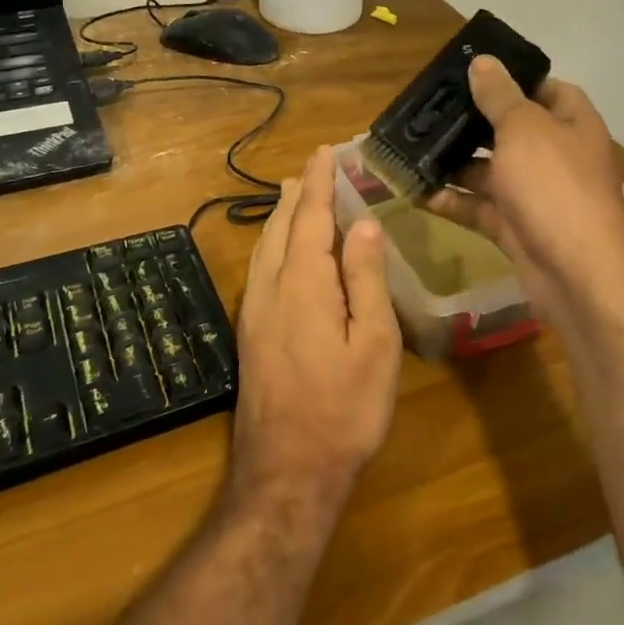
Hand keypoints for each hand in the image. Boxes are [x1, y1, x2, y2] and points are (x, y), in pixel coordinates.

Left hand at [229, 146, 403, 514]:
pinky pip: (260, 267)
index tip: (324, 151)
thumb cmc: (344, 409)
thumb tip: (363, 223)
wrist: (286, 473)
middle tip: (312, 168)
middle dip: (297, 193)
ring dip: (281, 215)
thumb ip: (365, 279)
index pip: (309, 217)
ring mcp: (254, 311)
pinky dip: (273, 242)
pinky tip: (281, 251)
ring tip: (295, 196)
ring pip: (264, 247)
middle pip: (280, 226)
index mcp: (303, 283)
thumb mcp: (374, 344)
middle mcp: (270, 287)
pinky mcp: (249, 333)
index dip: (318, 182)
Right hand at [426, 56, 623, 322]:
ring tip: (414, 148)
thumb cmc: (554, 186)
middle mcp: (556, 155)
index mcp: (571, 123)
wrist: (578, 274)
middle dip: (473, 122)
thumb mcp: (523, 129)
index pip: (545, 89)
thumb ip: (499, 95)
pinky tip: (420, 192)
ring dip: (456, 163)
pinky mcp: (517, 227)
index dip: (513, 79)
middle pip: (511, 129)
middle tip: (429, 110)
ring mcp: (537, 194)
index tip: (473, 74)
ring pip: (491, 170)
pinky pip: (481, 208)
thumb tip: (483, 61)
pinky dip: (454, 201)